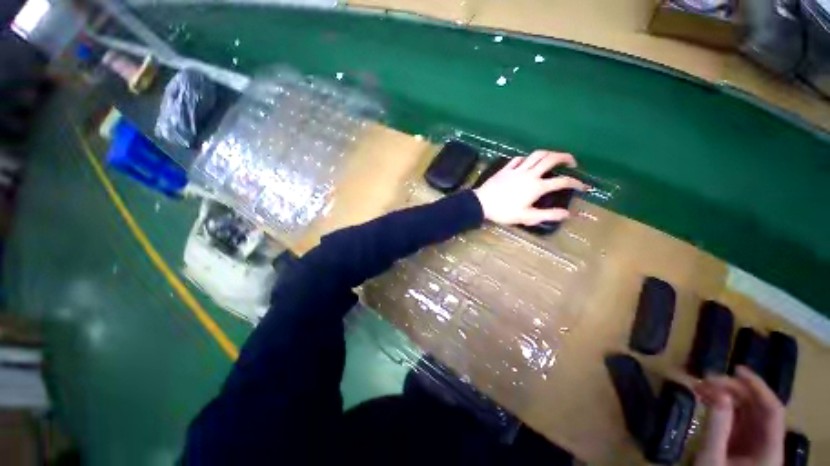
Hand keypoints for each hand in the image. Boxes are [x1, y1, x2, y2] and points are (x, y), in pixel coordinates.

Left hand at [473, 150, 585, 225]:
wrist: (481, 203)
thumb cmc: (504, 212)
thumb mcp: (527, 217)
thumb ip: (548, 214)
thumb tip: (567, 214)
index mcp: (537, 187)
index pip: (562, 181)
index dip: (575, 183)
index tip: (583, 186)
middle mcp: (529, 174)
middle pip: (551, 159)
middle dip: (566, 157)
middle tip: (572, 162)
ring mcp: (517, 169)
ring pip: (536, 154)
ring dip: (548, 153)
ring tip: (553, 158)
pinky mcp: (506, 168)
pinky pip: (519, 158)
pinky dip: (527, 158)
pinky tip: (528, 162)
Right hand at [694, 366, 785, 465]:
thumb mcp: (712, 458)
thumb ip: (717, 427)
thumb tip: (716, 392)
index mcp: (769, 449)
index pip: (772, 410)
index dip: (758, 387)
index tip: (736, 369)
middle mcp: (767, 442)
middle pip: (759, 407)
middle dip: (734, 389)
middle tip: (706, 378)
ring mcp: (755, 442)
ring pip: (748, 410)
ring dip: (727, 395)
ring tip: (702, 386)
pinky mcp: (743, 442)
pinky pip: (738, 417)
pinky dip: (723, 405)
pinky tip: (707, 398)